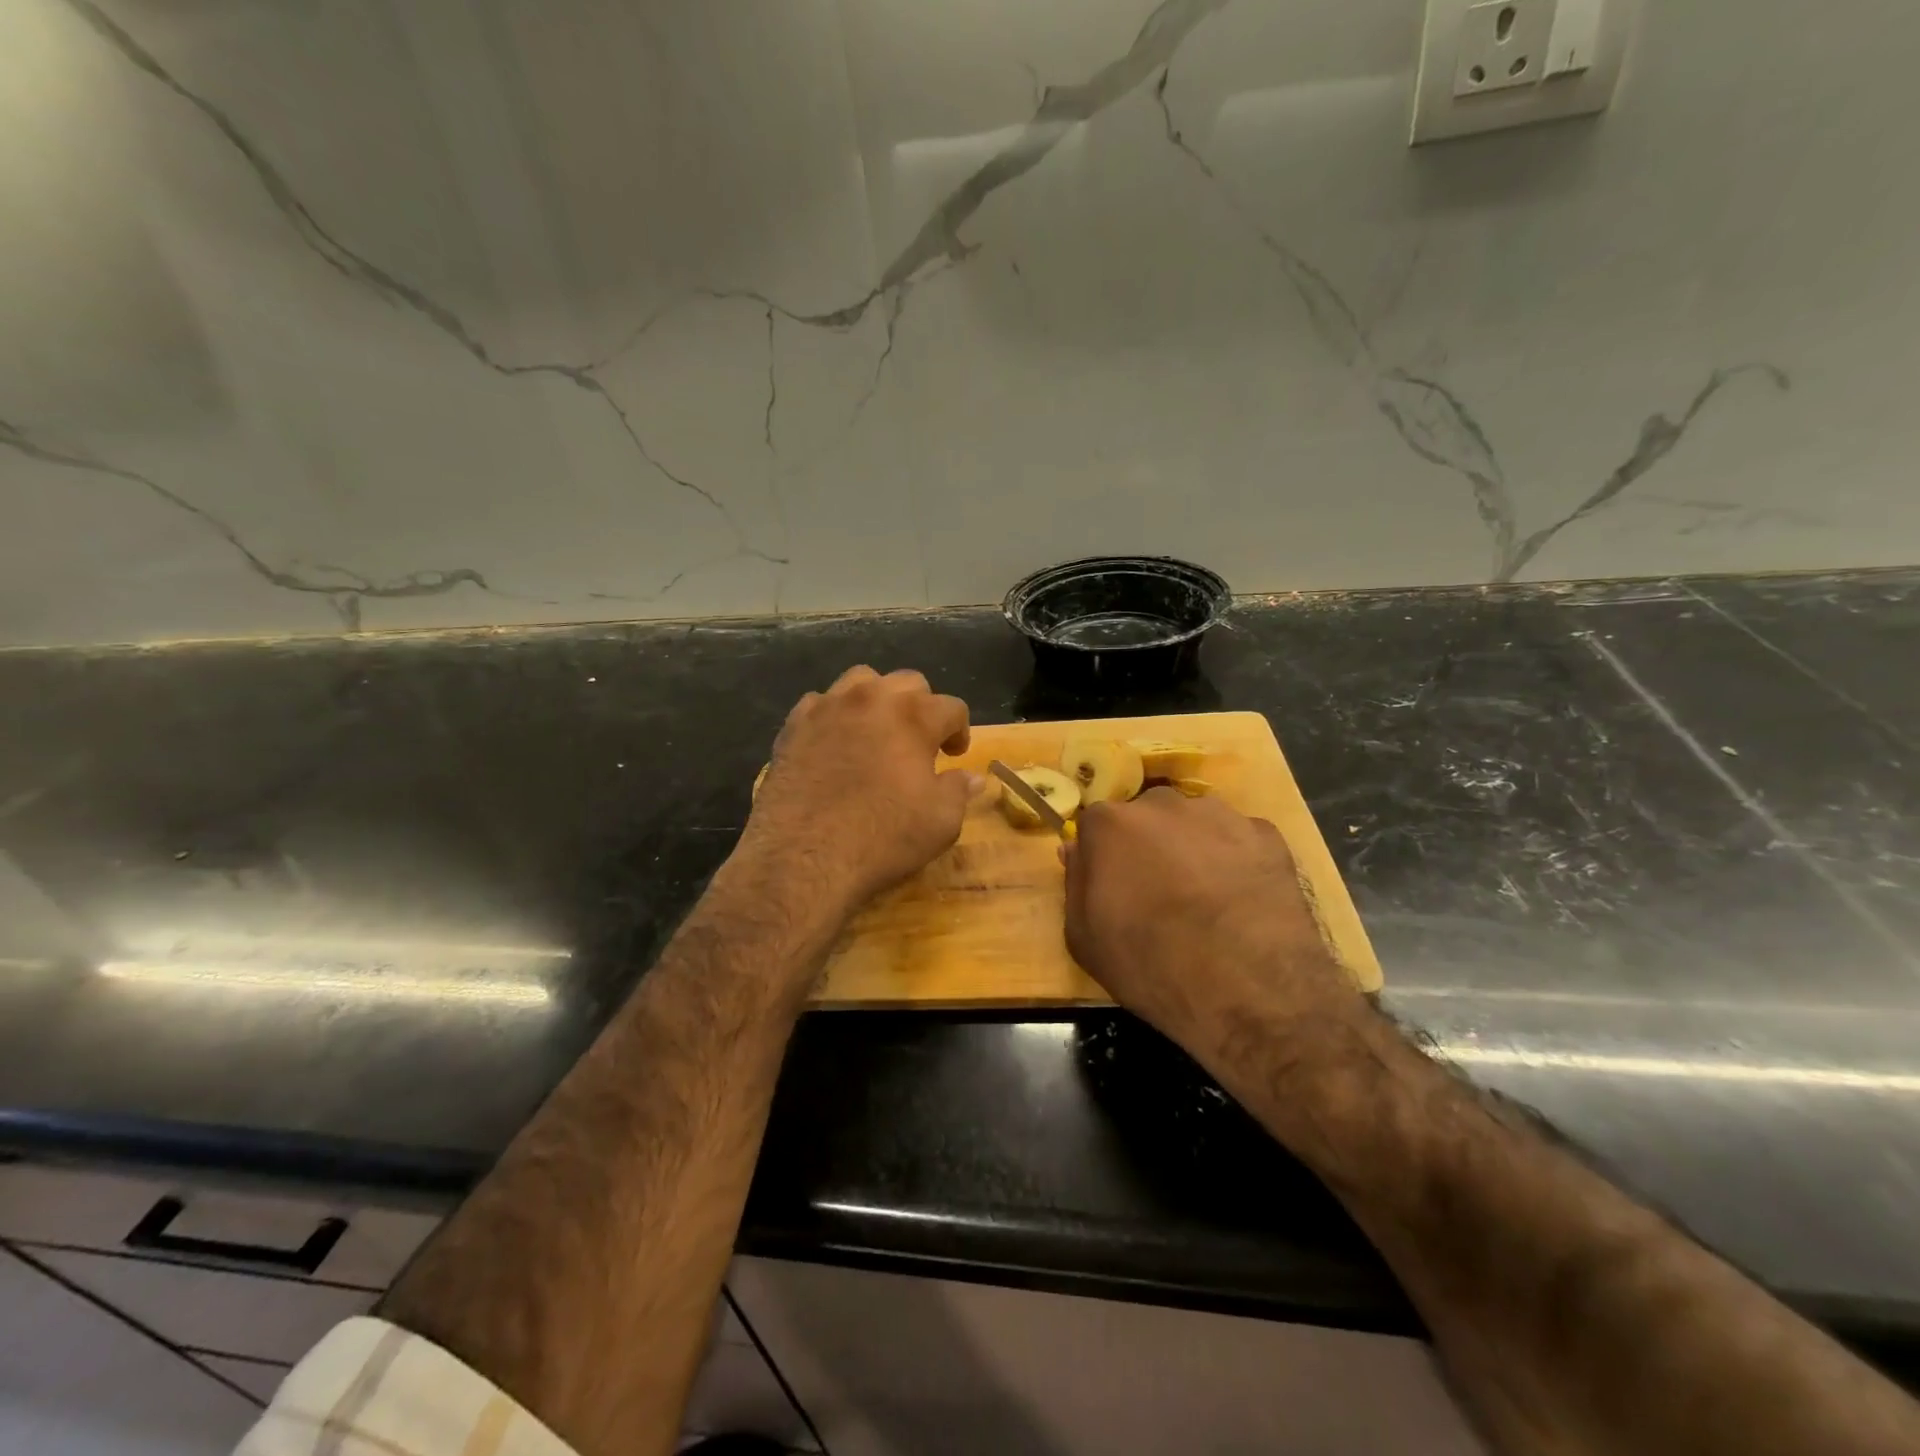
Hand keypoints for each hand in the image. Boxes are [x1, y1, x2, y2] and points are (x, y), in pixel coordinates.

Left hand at [741, 667, 978, 913]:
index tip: (955, 755)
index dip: (960, 730)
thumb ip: (959, 790)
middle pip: (908, 683)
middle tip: (920, 743)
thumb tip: (972, 778)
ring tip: (877, 732)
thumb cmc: (882, 837)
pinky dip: (835, 716)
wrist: (804, 856)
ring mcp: (827, 707)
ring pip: (861, 680)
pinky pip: (820, 703)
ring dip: (877, 700)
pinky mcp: (793, 725)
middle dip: (921, 707)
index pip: (951, 707)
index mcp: (914, 715)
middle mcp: (871, 698)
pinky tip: (835, 743)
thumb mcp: (941, 821)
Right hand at [1063, 789, 1361, 1045]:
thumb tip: (1075, 849)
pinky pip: (1238, 840)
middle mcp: (1162, 804)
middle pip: (1146, 817)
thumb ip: (1075, 883)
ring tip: (1205, 899)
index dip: (1102, 857)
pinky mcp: (1266, 834)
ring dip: (1192, 849)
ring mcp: (1219, 815)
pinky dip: (1236, 861)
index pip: (1094, 826)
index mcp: (1110, 823)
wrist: (1249, 987)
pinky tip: (1241, 900)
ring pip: (1194, 824)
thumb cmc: (1150, 964)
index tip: (1111, 887)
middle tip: (1158, 893)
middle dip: (1147, 846)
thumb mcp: (1084, 938)